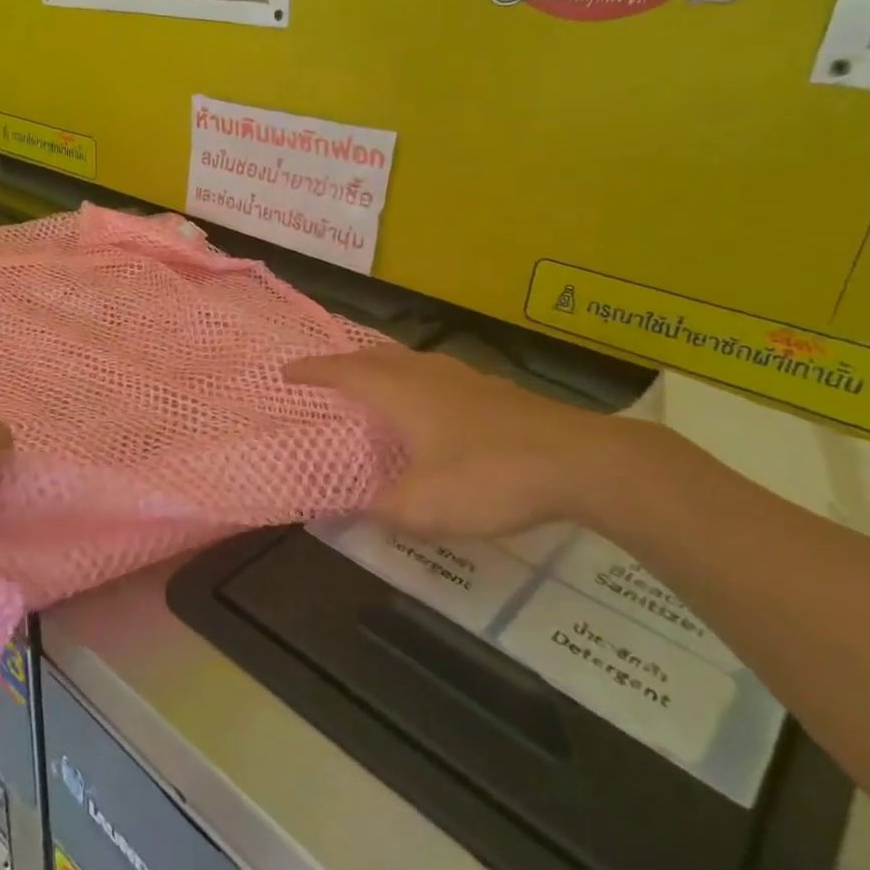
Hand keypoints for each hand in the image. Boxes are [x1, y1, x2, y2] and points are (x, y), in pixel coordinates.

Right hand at [285, 345, 635, 539]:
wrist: (583, 462)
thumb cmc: (489, 477)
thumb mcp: (423, 508)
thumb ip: (381, 511)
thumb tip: (349, 514)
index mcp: (401, 393)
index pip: (344, 373)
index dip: (313, 371)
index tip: (286, 371)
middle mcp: (428, 375)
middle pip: (376, 356)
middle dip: (346, 361)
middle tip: (327, 372)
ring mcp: (467, 379)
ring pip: (412, 361)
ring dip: (384, 366)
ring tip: (374, 381)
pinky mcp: (498, 392)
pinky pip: (440, 375)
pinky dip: (419, 381)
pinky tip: (435, 405)